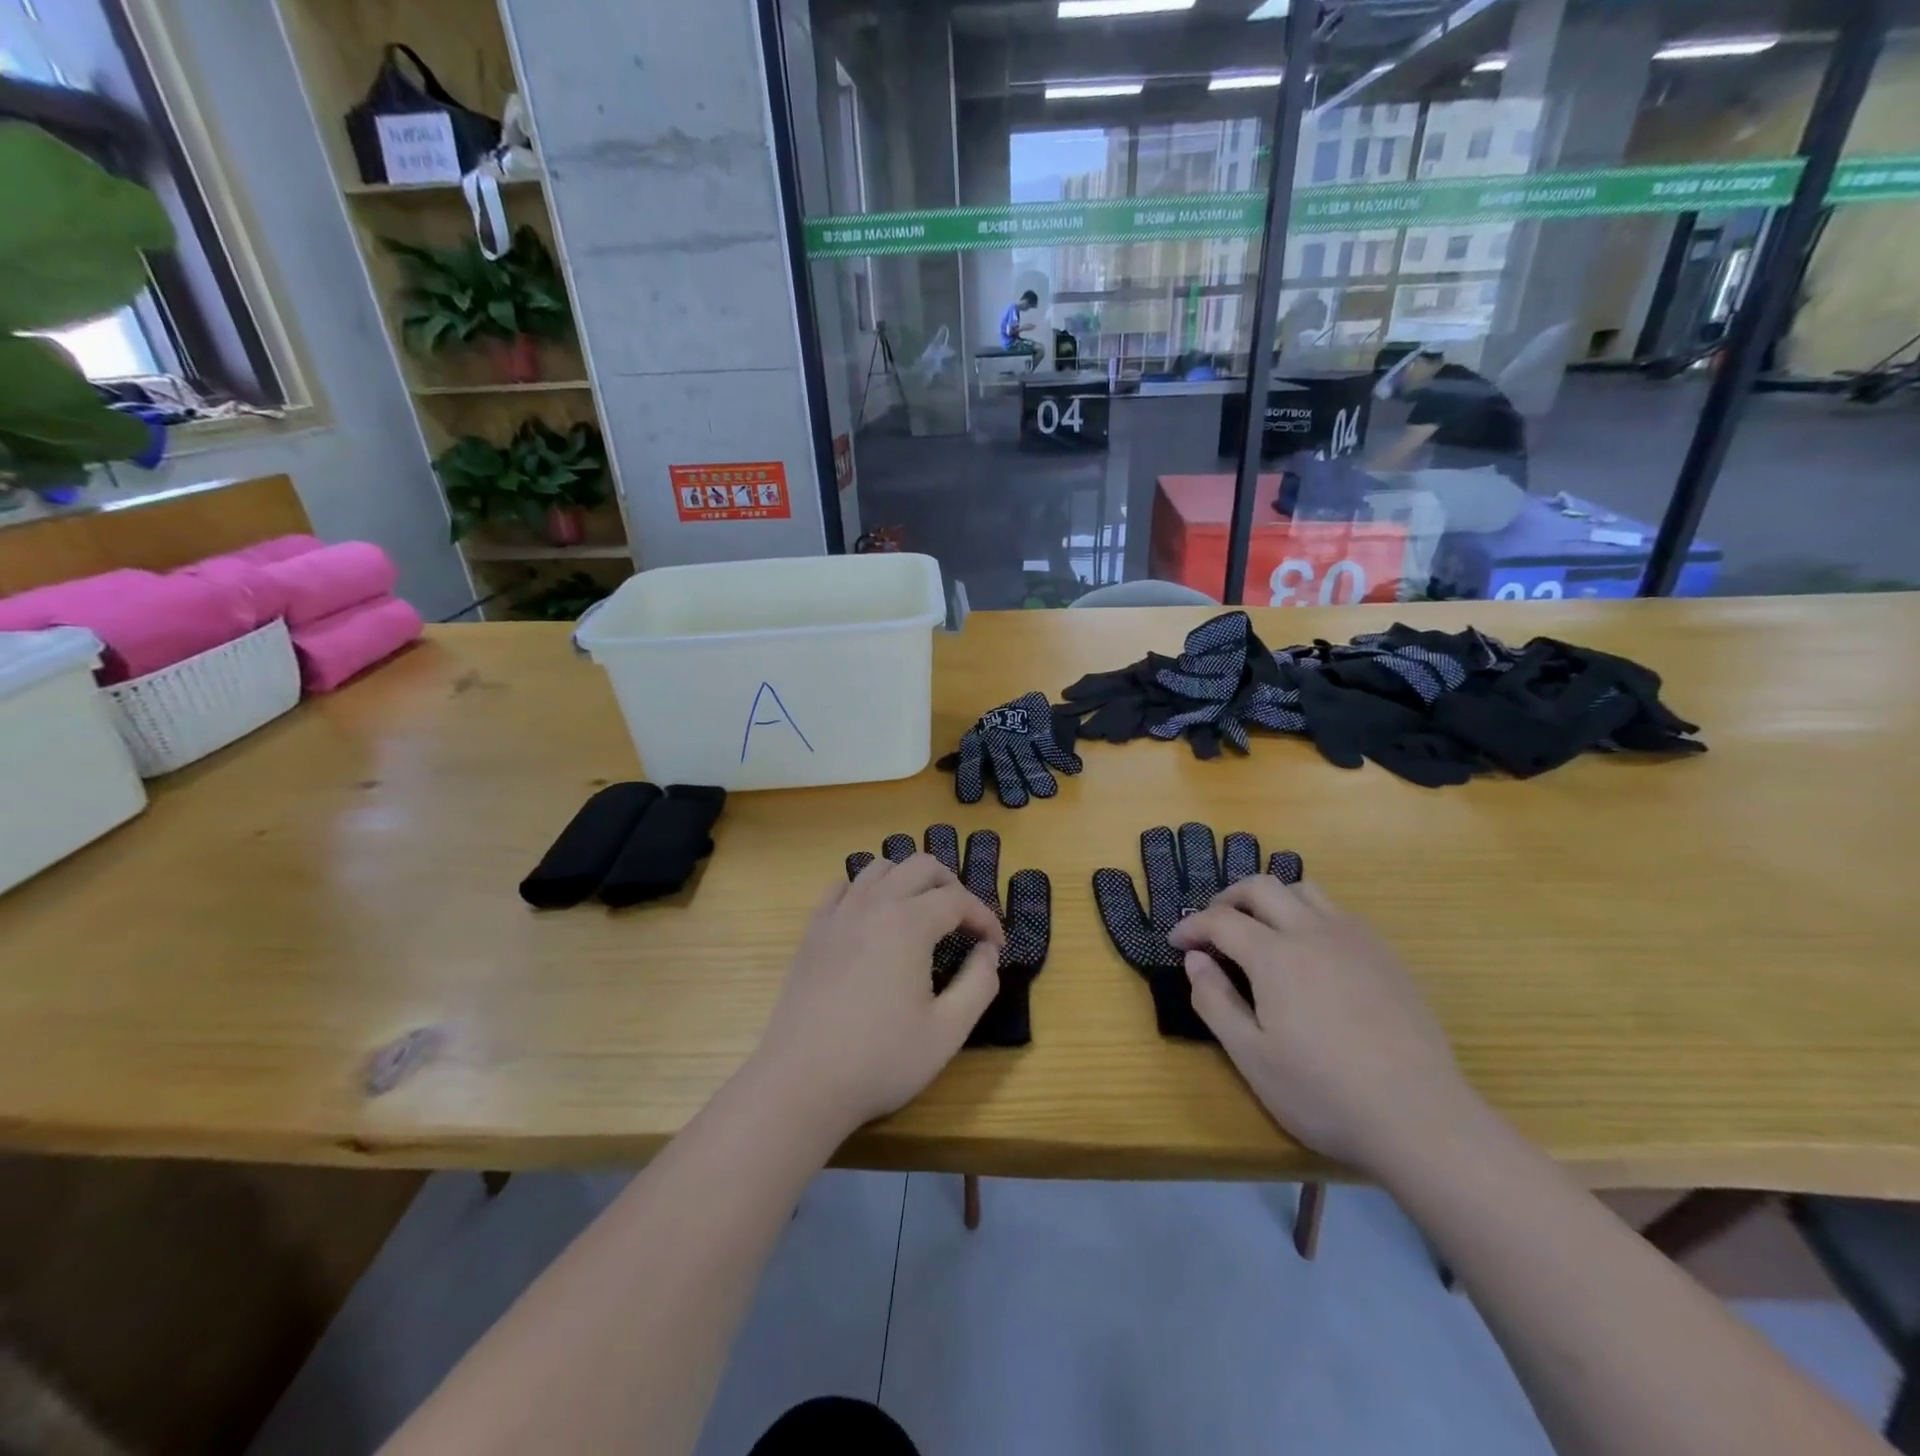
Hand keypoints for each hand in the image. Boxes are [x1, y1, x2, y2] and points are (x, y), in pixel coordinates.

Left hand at [750, 854, 1003, 1141]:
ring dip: (909, 880)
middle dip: (951, 886)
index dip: (985, 917)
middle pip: (921, 866)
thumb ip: (979, 983)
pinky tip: (873, 918)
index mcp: (910, 923)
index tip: (997, 945)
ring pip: (880, 867)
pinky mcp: (813, 930)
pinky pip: (843, 887)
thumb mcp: (948, 1030)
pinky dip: (867, 890)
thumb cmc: (881, 1059)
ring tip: (922, 912)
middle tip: (964, 922)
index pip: (958, 899)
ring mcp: (838, 913)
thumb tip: (987, 951)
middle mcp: (874, 904)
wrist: (802, 1082)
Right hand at [1167, 877, 1474, 1174]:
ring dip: (1271, 899)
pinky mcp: (1386, 956)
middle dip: (1228, 898)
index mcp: (1275, 955)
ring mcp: (1355, 940)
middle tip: (1213, 926)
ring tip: (1260, 929)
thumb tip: (1196, 959)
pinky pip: (1339, 912)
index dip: (1192, 926)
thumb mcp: (1252, 1057)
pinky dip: (1309, 915)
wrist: (1421, 1119)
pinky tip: (1311, 952)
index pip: (1221, 920)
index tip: (1177, 943)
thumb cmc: (1324, 1093)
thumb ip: (1215, 1001)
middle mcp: (1313, 932)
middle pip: (1261, 887)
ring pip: (1304, 890)